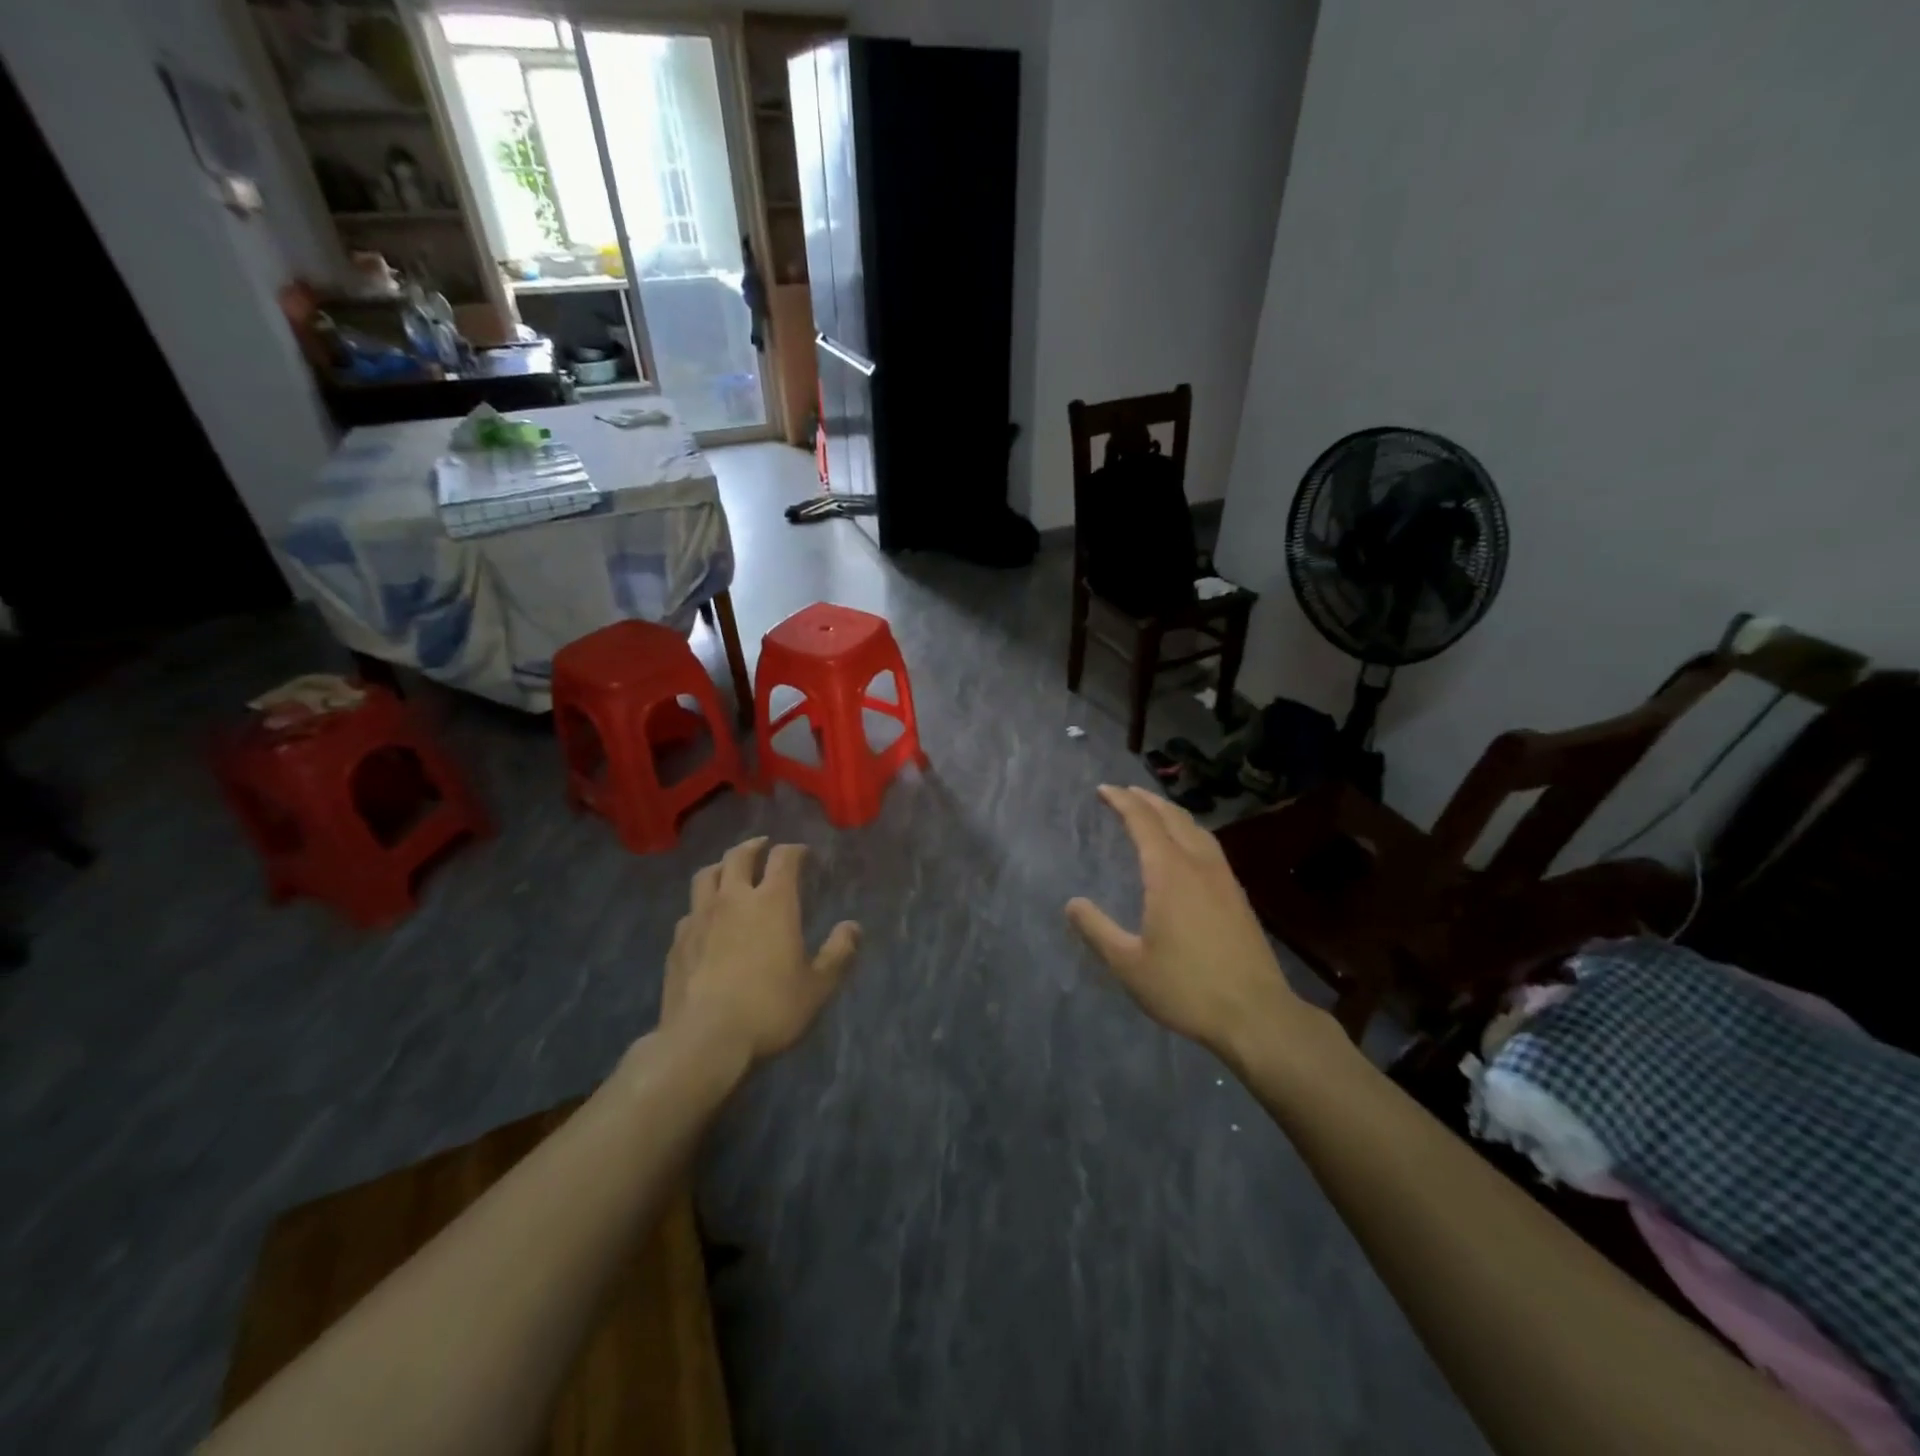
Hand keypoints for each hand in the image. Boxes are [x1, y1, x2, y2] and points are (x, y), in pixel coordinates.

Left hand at [663, 836, 860, 1064]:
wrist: (704, 1039)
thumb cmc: (769, 1008)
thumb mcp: (817, 986)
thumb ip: (838, 953)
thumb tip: (853, 927)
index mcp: (772, 902)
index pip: (784, 858)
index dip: (794, 850)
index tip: (803, 853)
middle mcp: (734, 899)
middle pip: (739, 856)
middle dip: (754, 846)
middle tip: (763, 846)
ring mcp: (700, 918)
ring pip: (707, 875)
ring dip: (722, 866)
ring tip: (729, 871)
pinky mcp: (677, 942)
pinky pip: (690, 909)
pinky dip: (702, 904)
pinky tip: (705, 918)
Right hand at [1066, 785, 1310, 1055]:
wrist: (1257, 1015)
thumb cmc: (1187, 988)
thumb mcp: (1129, 964)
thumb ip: (1097, 930)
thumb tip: (1072, 903)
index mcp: (1169, 873)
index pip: (1143, 822)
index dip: (1122, 802)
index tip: (1103, 790)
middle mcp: (1198, 865)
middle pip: (1173, 817)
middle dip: (1146, 799)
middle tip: (1124, 791)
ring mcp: (1223, 879)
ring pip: (1197, 829)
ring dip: (1171, 812)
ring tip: (1154, 810)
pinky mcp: (1238, 896)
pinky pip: (1210, 846)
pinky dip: (1190, 831)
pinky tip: (1187, 848)